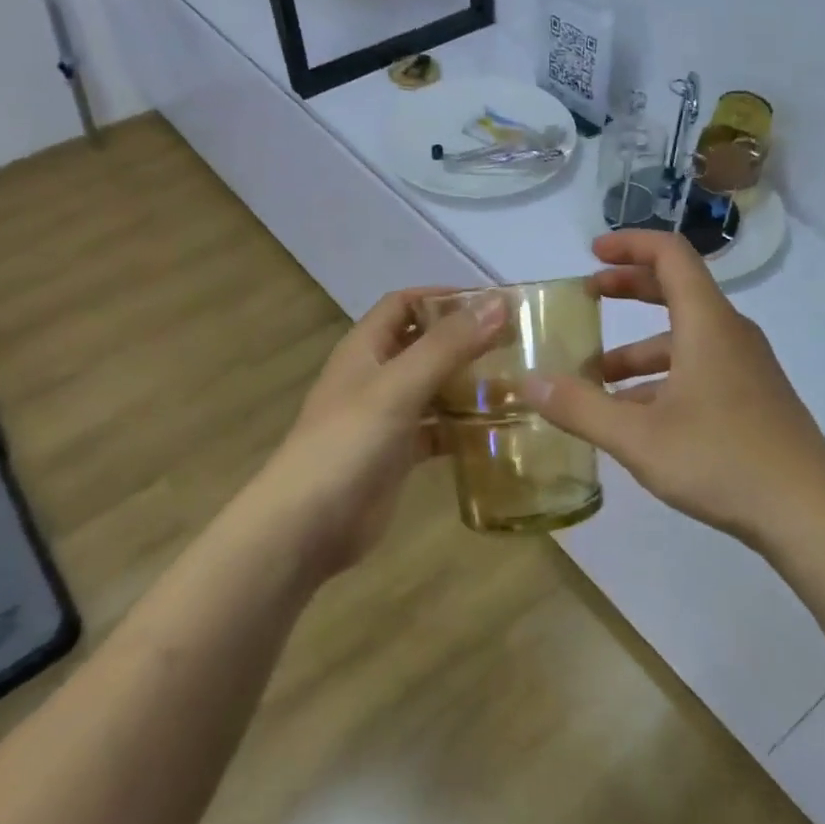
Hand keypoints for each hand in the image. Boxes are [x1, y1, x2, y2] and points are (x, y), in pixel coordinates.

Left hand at [251, 287, 504, 577]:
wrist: (307, 526)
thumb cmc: (348, 444)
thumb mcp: (399, 386)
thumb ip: (448, 345)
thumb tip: (499, 302)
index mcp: (365, 349)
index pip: (404, 304)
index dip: (443, 297)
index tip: (492, 304)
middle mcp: (375, 377)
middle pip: (423, 345)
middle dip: (465, 340)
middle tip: (516, 344)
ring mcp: (385, 418)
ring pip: (433, 389)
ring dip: (468, 384)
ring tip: (517, 385)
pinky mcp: (397, 455)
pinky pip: (436, 431)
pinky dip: (462, 428)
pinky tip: (495, 432)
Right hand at [526, 232, 824, 544]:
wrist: (809, 512)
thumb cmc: (721, 461)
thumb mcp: (638, 437)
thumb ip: (581, 408)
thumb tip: (528, 382)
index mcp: (707, 324)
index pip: (671, 255)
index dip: (630, 244)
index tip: (593, 252)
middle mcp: (730, 334)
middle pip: (677, 291)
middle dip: (629, 288)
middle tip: (589, 295)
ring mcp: (746, 367)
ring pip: (685, 340)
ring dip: (639, 350)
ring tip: (596, 379)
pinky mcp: (753, 398)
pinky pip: (700, 369)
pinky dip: (663, 378)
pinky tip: (637, 418)